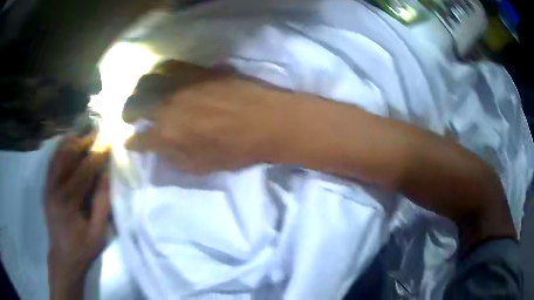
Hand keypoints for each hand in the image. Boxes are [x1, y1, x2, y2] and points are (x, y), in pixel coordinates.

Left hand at [45, 133, 109, 298]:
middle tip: (96, 132)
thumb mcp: (98, 233)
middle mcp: (54, 189)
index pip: (83, 171)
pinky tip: (68, 143)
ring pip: (57, 156)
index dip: (96, 155)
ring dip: (71, 142)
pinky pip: (52, 163)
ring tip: (83, 134)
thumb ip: (102, 205)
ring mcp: (47, 187)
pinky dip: (60, 150)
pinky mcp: (46, 188)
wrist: (62, 257)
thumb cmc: (82, 248)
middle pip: (66, 157)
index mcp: (67, 203)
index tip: (108, 141)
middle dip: (82, 142)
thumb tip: (105, 176)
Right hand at [124, 61, 291, 173]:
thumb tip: (160, 151)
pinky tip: (164, 78)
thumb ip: (176, 160)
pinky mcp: (198, 69)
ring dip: (140, 89)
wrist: (269, 122)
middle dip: (127, 111)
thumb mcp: (203, 167)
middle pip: (135, 103)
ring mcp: (182, 83)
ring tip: (143, 95)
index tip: (128, 141)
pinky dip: (161, 73)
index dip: (131, 142)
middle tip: (128, 116)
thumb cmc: (238, 150)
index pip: (139, 139)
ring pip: (148, 79)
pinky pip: (171, 65)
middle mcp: (168, 105)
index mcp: (168, 134)